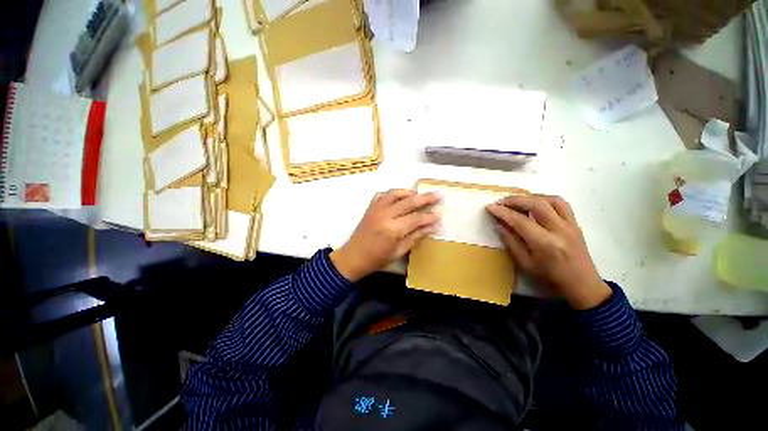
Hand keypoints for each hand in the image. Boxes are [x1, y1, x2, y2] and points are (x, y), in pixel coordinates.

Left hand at [330, 189, 440, 281]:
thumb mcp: (399, 251)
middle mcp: (385, 215)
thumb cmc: (377, 259)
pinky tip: (399, 196)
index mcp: (392, 229)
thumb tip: (431, 226)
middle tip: (437, 195)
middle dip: (425, 198)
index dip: (429, 216)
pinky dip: (392, 193)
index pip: (416, 218)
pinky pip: (382, 195)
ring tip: (419, 194)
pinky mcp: (370, 207)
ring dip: (409, 192)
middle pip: (408, 202)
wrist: (354, 257)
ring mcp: (376, 209)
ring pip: (395, 194)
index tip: (439, 213)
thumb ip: (415, 236)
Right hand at [486, 194, 611, 309]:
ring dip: (531, 197)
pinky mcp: (575, 223)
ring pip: (551, 200)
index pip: (520, 221)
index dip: (502, 212)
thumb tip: (499, 225)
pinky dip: (545, 199)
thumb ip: (511, 242)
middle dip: (515, 200)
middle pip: (536, 204)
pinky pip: (562, 204)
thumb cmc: (550, 278)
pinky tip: (535, 204)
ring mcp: (570, 225)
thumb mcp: (525, 264)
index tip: (490, 207)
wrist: (582, 284)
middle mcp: (559, 230)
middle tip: (500, 201)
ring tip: (517, 202)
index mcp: (544, 244)